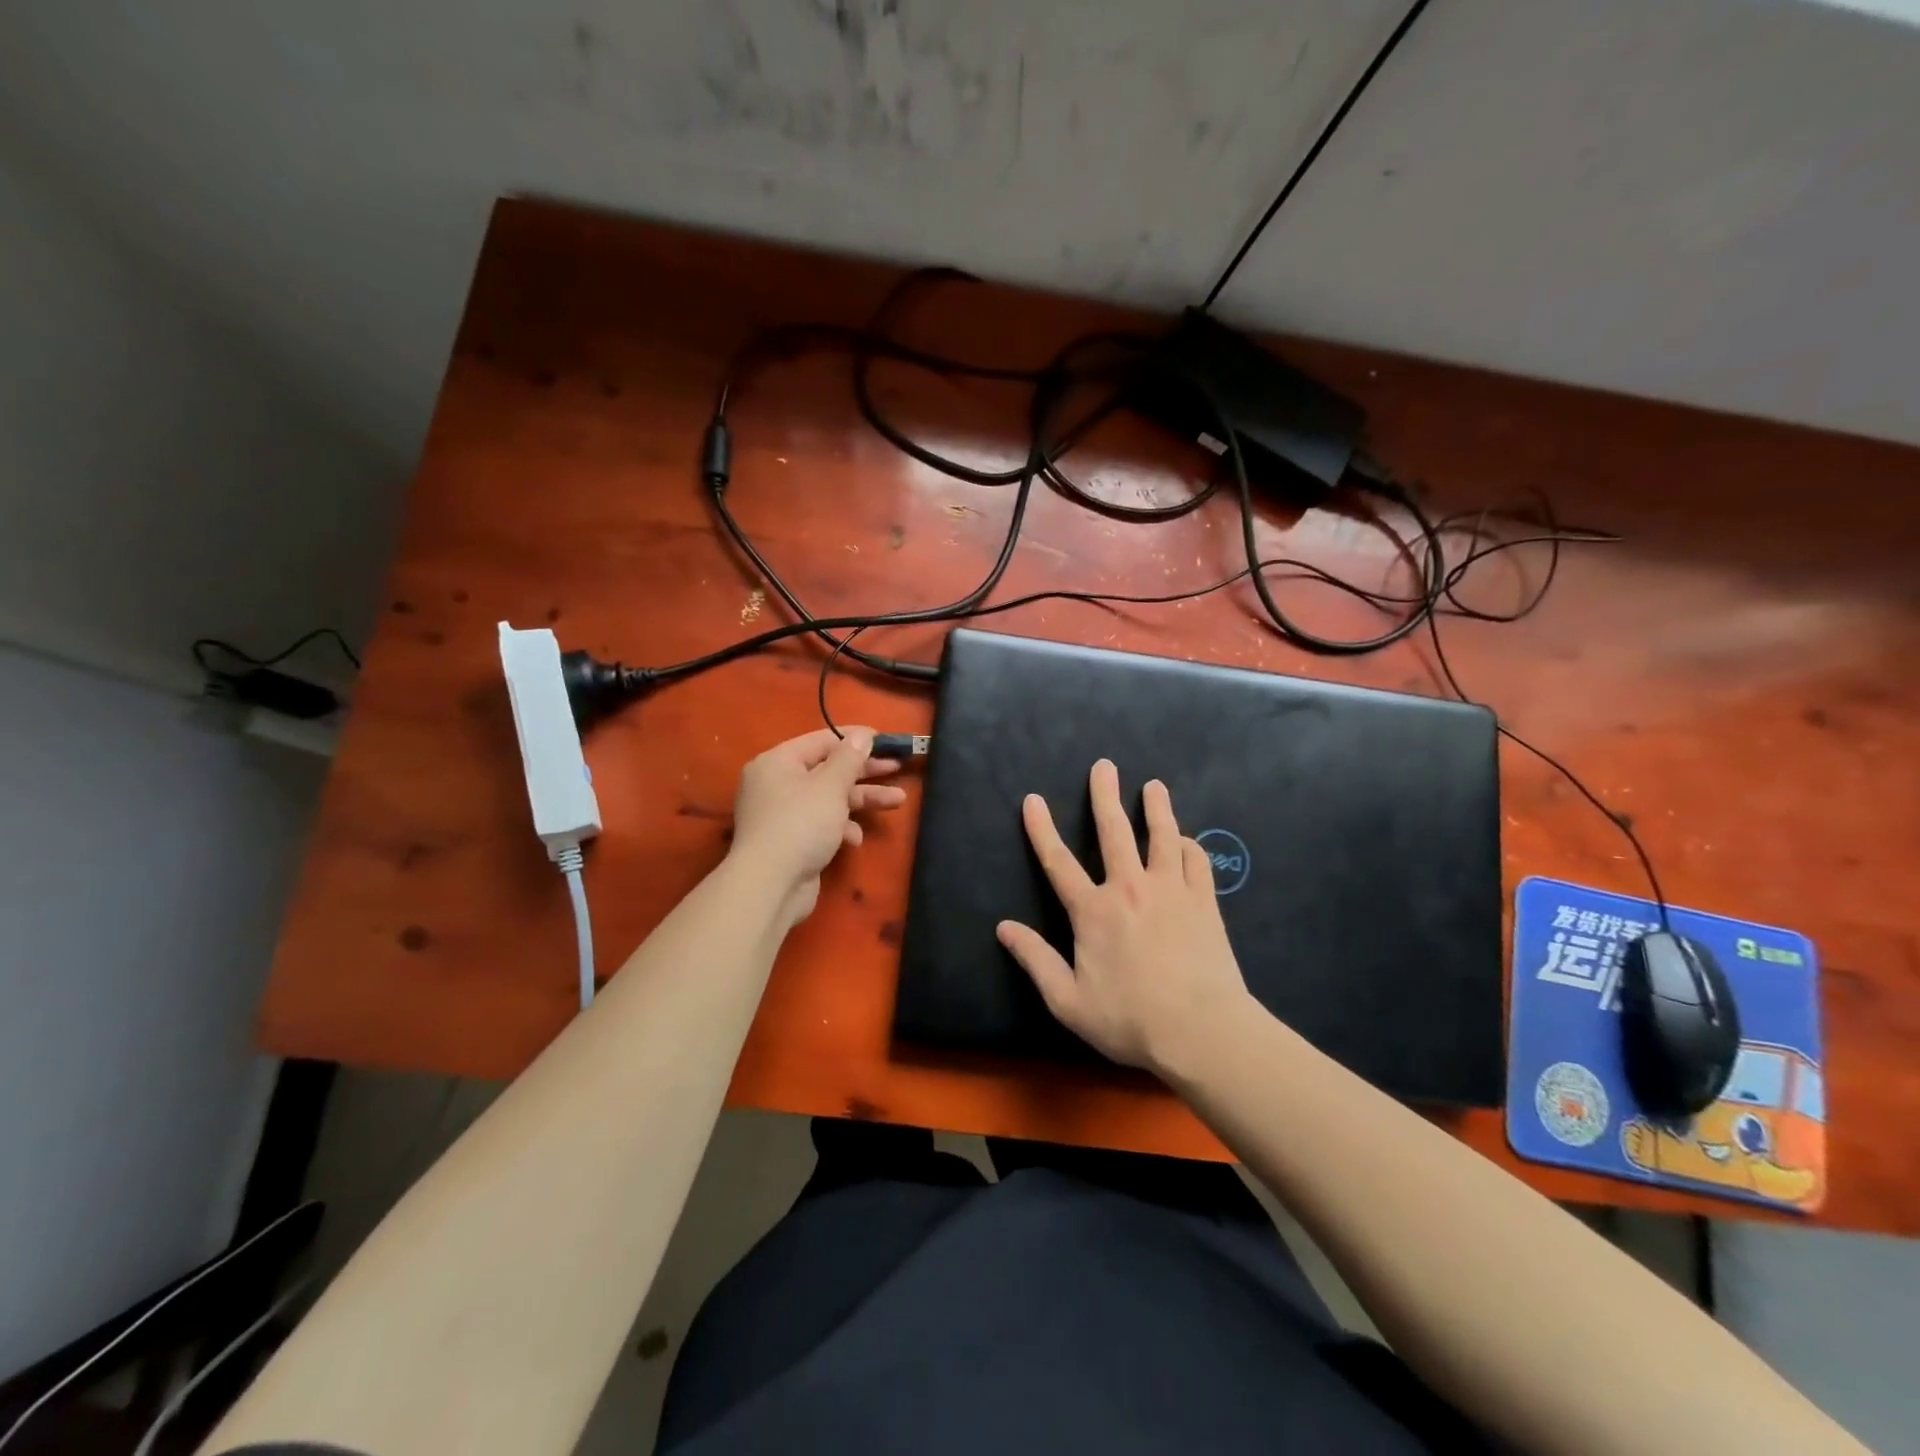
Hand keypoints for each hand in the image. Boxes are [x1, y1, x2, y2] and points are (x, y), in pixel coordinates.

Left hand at [729, 727, 905, 923]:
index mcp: (778, 762)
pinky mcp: (791, 841)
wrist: (771, 885)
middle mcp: (777, 784)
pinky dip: (841, 827)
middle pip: (828, 770)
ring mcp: (783, 814)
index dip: (854, 739)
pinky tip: (855, 839)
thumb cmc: (801, 824)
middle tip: (897, 766)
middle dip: (865, 772)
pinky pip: (822, 824)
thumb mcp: (830, 785)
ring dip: (862, 800)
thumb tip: (862, 735)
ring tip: (897, 801)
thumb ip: (849, 758)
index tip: (885, 740)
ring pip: (830, 798)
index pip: (821, 741)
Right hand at [996, 759, 1253, 1077]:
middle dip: (1105, 795)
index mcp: (1093, 912)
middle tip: (1104, 765)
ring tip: (1154, 786)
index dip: (1042, 829)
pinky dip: (1188, 845)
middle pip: (1114, 832)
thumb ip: (1035, 960)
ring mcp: (1172, 891)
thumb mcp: (1068, 1001)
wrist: (1202, 1032)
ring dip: (1157, 808)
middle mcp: (1130, 889)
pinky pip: (1197, 861)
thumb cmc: (1130, 1020)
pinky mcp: (1204, 902)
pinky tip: (1184, 841)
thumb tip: (1003, 928)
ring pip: (1162, 836)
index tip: (1033, 799)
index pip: (1058, 862)